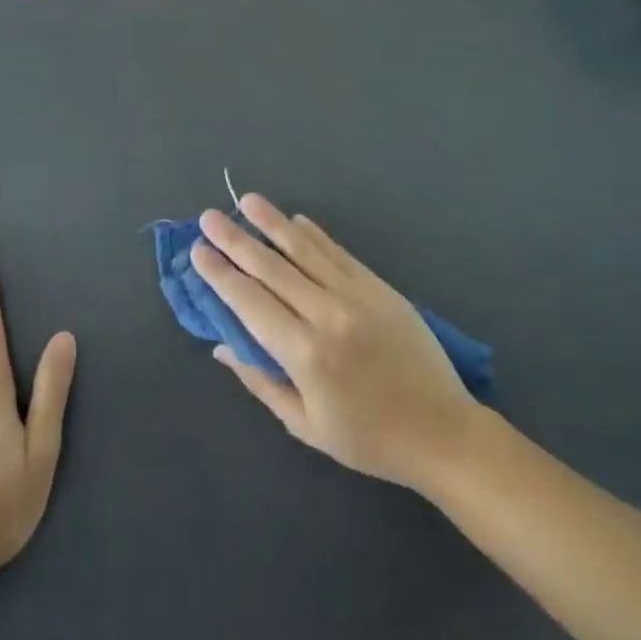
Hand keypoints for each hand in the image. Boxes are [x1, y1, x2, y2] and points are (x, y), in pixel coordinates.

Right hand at [191, 195, 480, 488]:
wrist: (442, 431)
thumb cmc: (368, 439)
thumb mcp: (305, 424)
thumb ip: (261, 381)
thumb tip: (221, 345)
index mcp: (305, 354)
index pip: (250, 302)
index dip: (221, 274)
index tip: (198, 251)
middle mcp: (327, 315)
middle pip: (272, 268)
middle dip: (236, 240)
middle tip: (209, 217)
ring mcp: (357, 296)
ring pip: (305, 250)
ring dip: (273, 223)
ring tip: (247, 201)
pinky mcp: (379, 287)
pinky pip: (339, 253)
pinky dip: (314, 235)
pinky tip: (296, 220)